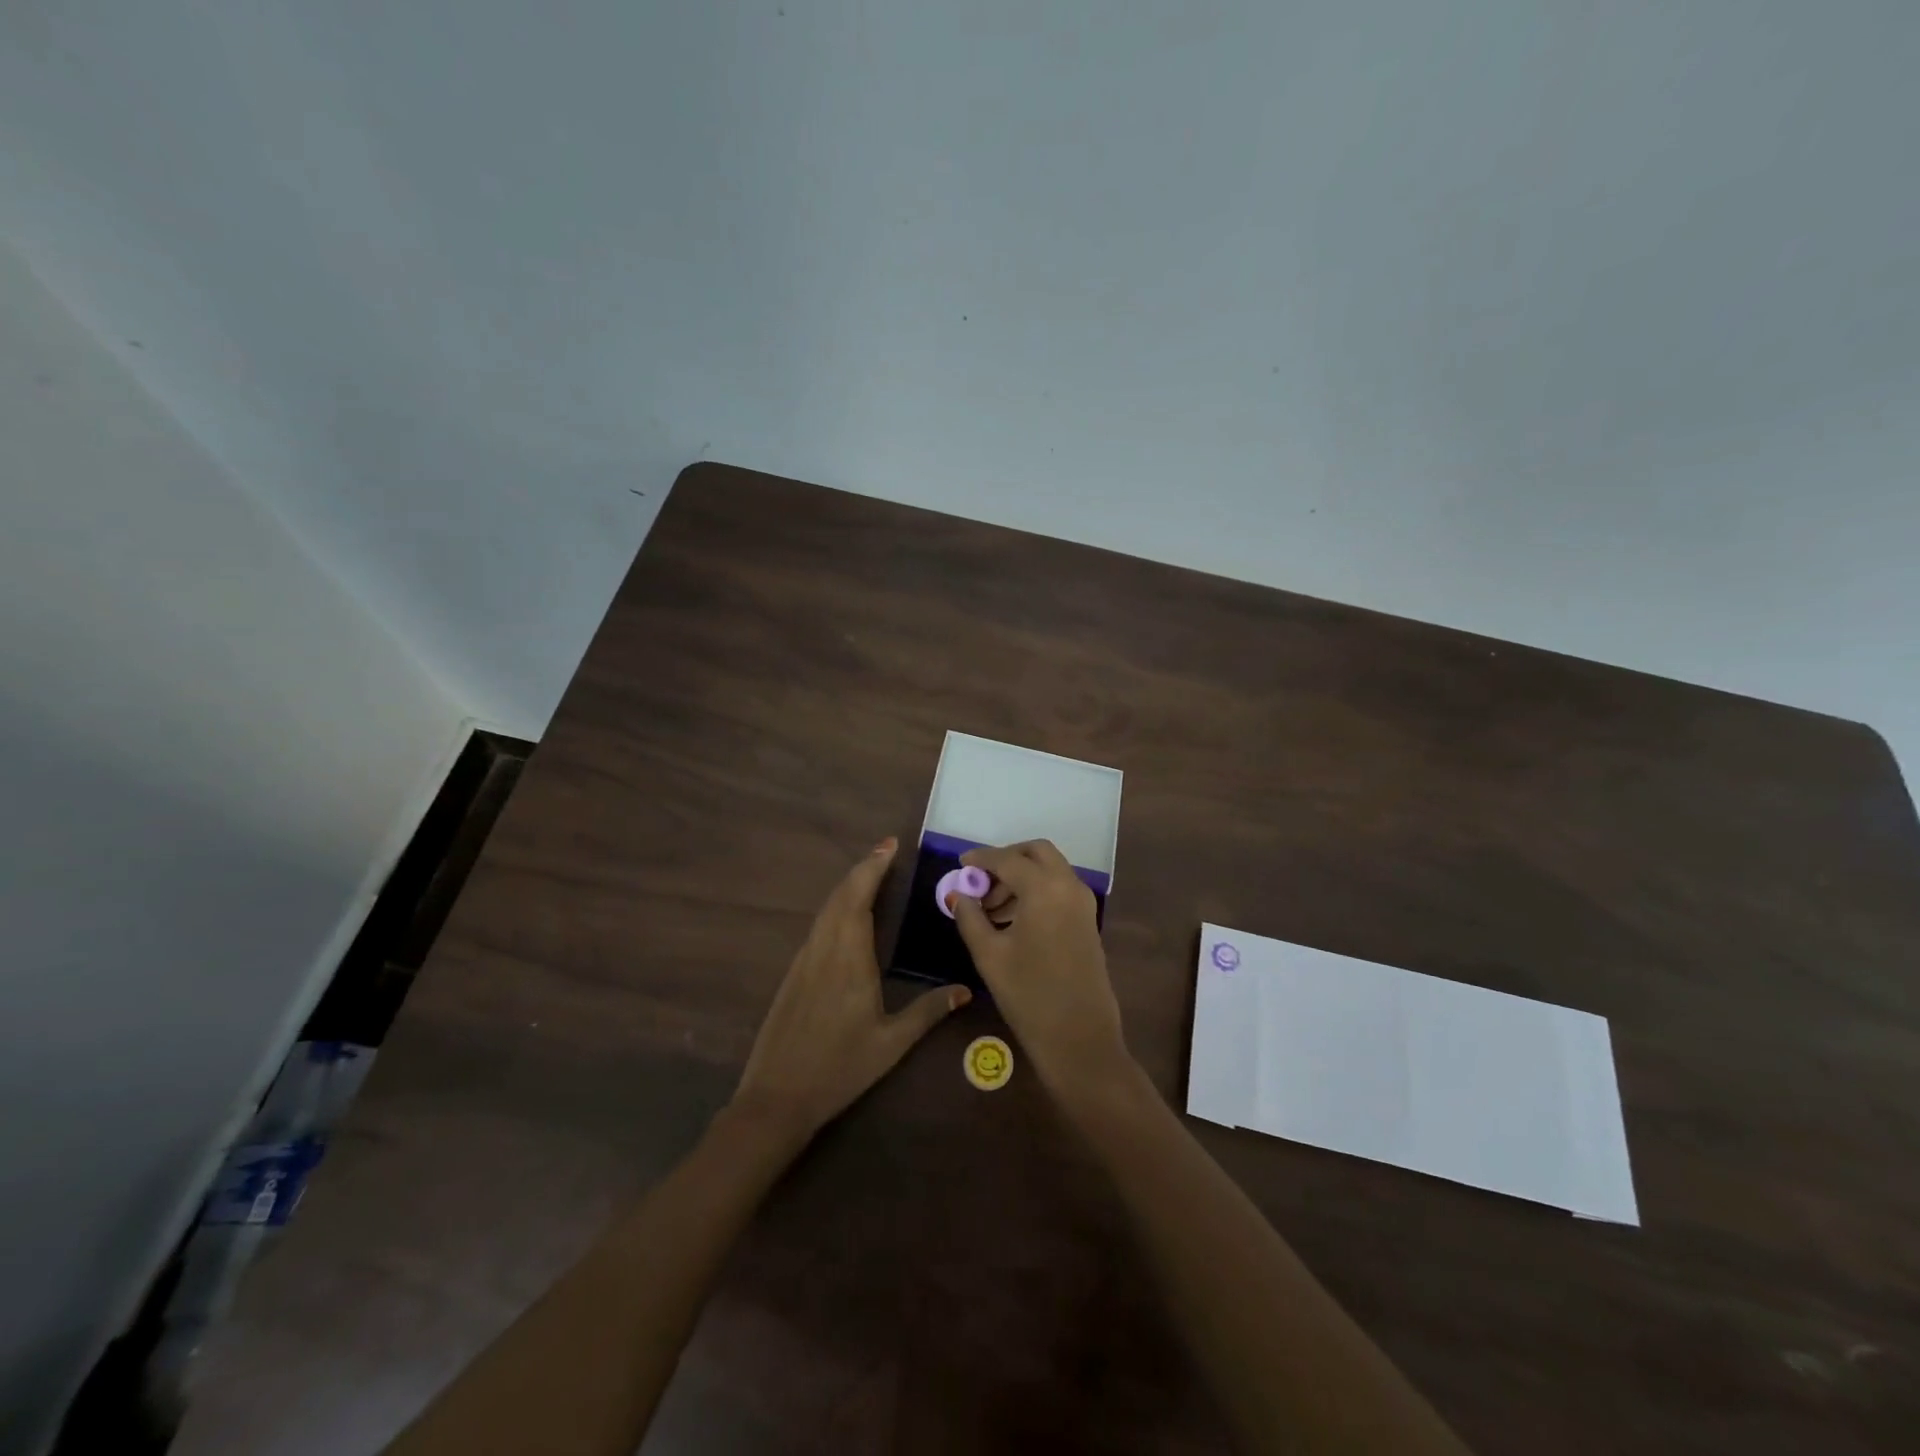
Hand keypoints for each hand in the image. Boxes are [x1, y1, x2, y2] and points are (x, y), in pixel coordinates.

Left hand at [733, 838, 969, 1138]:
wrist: (776, 1097)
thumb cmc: (839, 1069)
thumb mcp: (891, 1044)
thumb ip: (927, 1012)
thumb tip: (965, 990)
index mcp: (849, 959)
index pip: (859, 898)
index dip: (873, 867)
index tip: (890, 845)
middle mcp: (824, 949)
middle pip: (840, 895)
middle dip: (863, 868)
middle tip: (887, 851)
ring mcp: (804, 960)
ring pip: (826, 909)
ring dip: (848, 886)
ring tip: (872, 875)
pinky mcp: (794, 973)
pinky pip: (818, 926)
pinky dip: (836, 907)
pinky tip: (847, 916)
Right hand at [951, 840, 1133, 1104]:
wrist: (1080, 1039)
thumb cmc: (1029, 996)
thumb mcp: (989, 955)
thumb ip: (970, 917)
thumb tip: (958, 894)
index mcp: (1044, 888)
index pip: (1007, 859)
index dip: (981, 859)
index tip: (960, 864)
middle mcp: (1069, 886)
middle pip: (1037, 852)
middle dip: (1007, 859)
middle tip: (981, 881)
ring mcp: (1084, 903)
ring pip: (1051, 869)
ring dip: (1022, 875)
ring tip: (991, 908)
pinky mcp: (1088, 921)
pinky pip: (1060, 888)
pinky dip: (1037, 889)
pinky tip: (1014, 919)